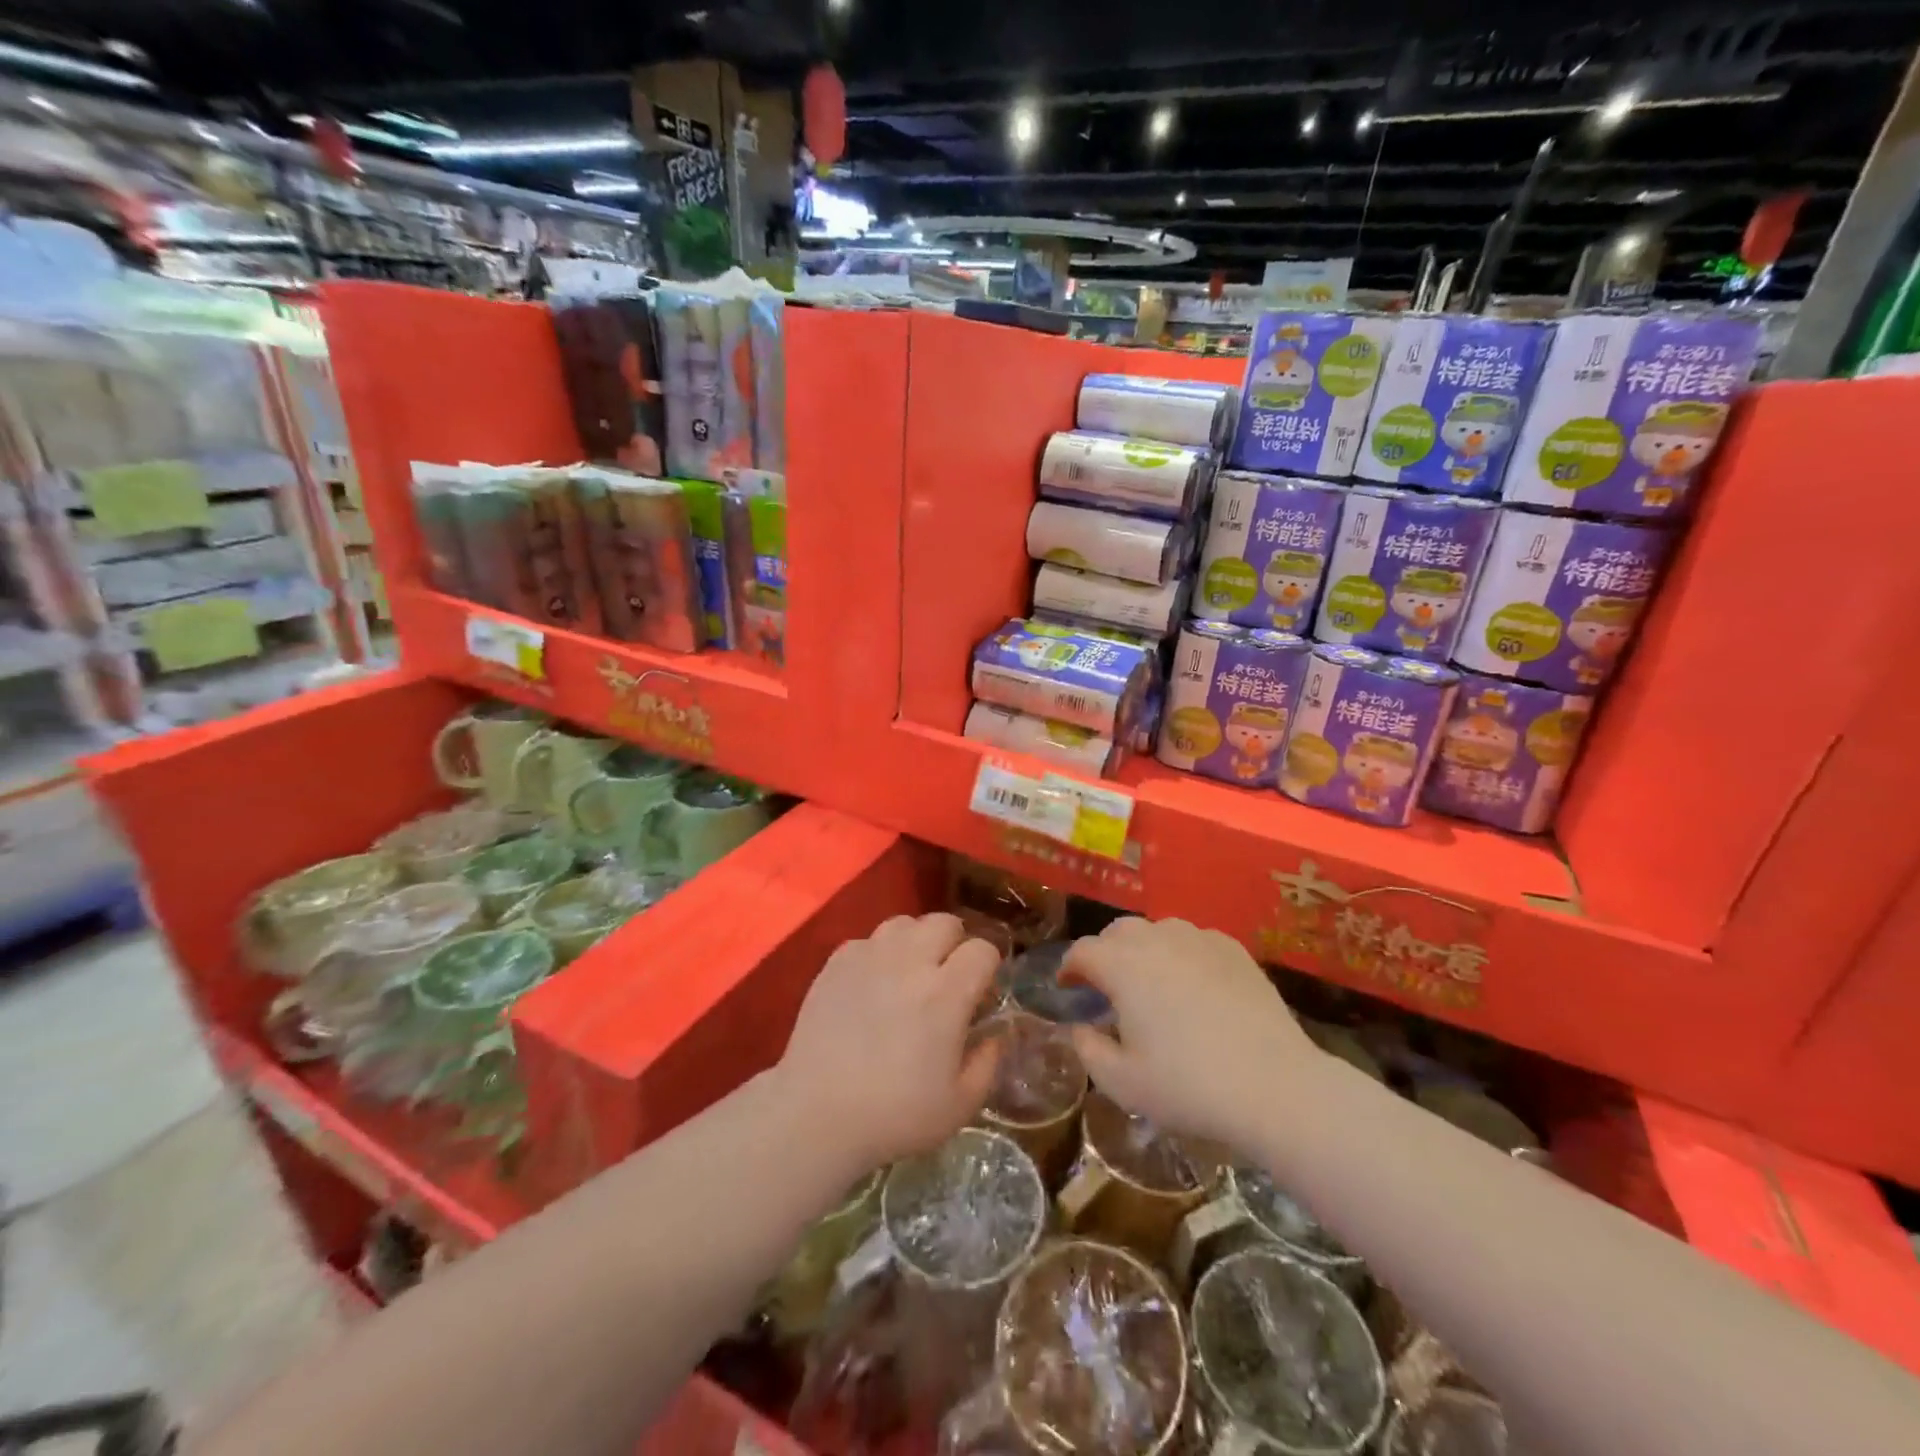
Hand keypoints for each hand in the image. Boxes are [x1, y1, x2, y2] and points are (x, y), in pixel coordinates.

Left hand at [775, 913, 1000, 1175]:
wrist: (817, 1115)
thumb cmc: (895, 1115)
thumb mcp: (960, 1104)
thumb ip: (988, 1062)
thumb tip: (996, 1033)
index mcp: (946, 993)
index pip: (982, 950)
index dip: (988, 967)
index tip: (981, 992)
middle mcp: (910, 962)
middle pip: (945, 922)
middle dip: (955, 944)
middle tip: (948, 976)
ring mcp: (869, 957)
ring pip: (904, 923)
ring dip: (917, 941)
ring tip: (910, 972)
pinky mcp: (836, 963)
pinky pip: (868, 940)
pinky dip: (878, 953)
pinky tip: (873, 983)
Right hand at [1064, 917, 1320, 1151]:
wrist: (1275, 1087)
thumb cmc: (1189, 1087)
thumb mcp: (1122, 1083)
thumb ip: (1088, 1050)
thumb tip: (1081, 1027)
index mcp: (1124, 966)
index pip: (1083, 951)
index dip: (1069, 967)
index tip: (1067, 987)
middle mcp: (1158, 940)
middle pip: (1118, 931)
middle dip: (1105, 952)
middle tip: (1107, 985)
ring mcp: (1200, 939)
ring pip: (1158, 930)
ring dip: (1143, 949)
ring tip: (1150, 982)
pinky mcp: (1234, 950)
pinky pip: (1195, 939)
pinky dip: (1182, 953)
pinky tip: (1193, 983)